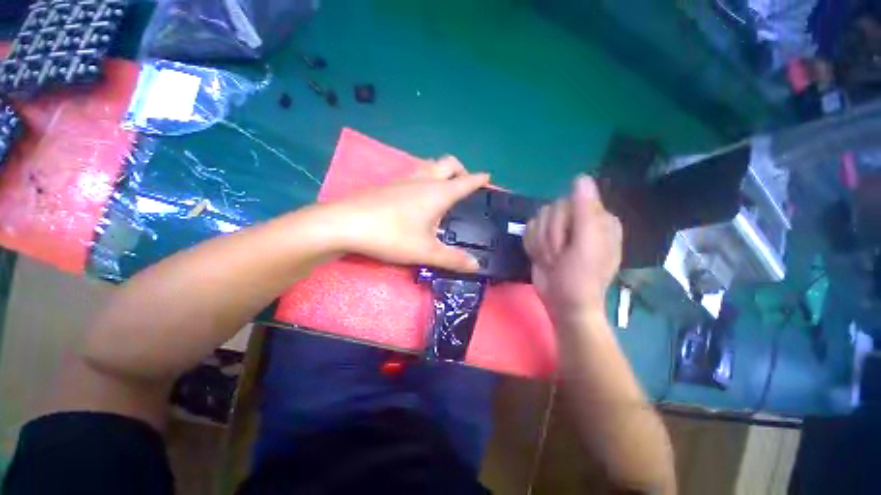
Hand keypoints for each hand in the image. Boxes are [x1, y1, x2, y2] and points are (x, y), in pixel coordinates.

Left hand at [326, 156, 489, 271]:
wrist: (346, 223)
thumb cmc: (392, 235)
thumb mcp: (426, 252)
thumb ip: (453, 259)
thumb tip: (477, 266)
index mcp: (438, 192)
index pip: (466, 181)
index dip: (479, 179)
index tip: (488, 177)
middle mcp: (423, 180)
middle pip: (448, 163)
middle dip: (461, 169)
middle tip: (464, 184)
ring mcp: (404, 179)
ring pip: (429, 165)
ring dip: (441, 171)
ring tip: (443, 189)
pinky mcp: (389, 184)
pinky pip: (414, 173)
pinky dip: (424, 178)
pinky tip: (418, 196)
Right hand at [525, 176, 621, 325]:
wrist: (563, 303)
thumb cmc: (580, 278)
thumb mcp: (586, 245)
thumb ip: (585, 210)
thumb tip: (581, 177)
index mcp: (598, 219)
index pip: (570, 202)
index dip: (563, 225)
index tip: (568, 245)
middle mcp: (579, 221)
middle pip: (551, 210)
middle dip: (551, 237)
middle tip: (558, 257)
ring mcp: (560, 230)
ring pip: (538, 220)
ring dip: (541, 243)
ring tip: (551, 260)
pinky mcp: (544, 238)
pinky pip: (529, 230)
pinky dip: (532, 245)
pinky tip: (541, 258)